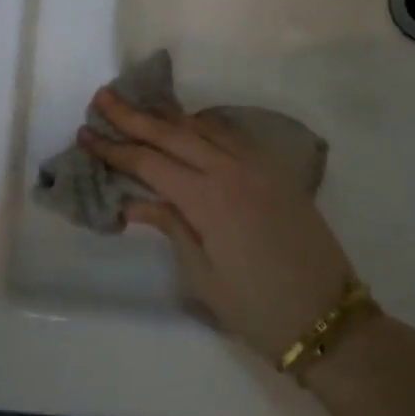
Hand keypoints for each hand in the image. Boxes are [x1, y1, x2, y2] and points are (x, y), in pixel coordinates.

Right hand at [79, 91, 355, 362]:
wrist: (328, 318)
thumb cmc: (257, 308)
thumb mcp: (204, 276)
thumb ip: (170, 227)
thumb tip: (134, 202)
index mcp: (208, 199)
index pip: (150, 164)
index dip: (115, 149)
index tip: (86, 134)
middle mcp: (231, 170)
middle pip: (173, 134)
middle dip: (134, 116)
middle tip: (103, 97)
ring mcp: (257, 166)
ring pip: (204, 128)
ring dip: (168, 117)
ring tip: (139, 107)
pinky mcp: (275, 171)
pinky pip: (231, 136)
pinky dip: (204, 126)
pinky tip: (190, 127)